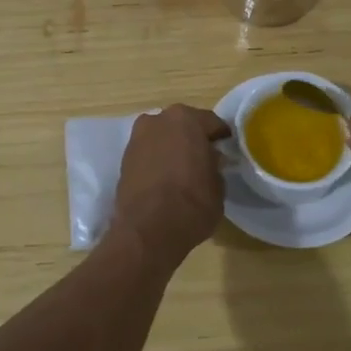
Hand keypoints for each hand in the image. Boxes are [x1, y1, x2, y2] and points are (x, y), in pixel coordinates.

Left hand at [110, 104, 230, 255]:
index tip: (227, 148)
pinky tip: (165, 177)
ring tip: (183, 169)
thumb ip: (214, 165)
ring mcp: (137, 138)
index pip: (211, 122)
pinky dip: (157, 160)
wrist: (147, 230)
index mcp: (186, 119)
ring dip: (172, 147)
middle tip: (205, 157)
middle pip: (182, 125)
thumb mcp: (218, 185)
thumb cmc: (192, 203)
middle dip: (193, 138)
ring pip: (162, 137)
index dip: (221, 136)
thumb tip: (210, 160)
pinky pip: (148, 153)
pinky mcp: (123, 158)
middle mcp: (158, 120)